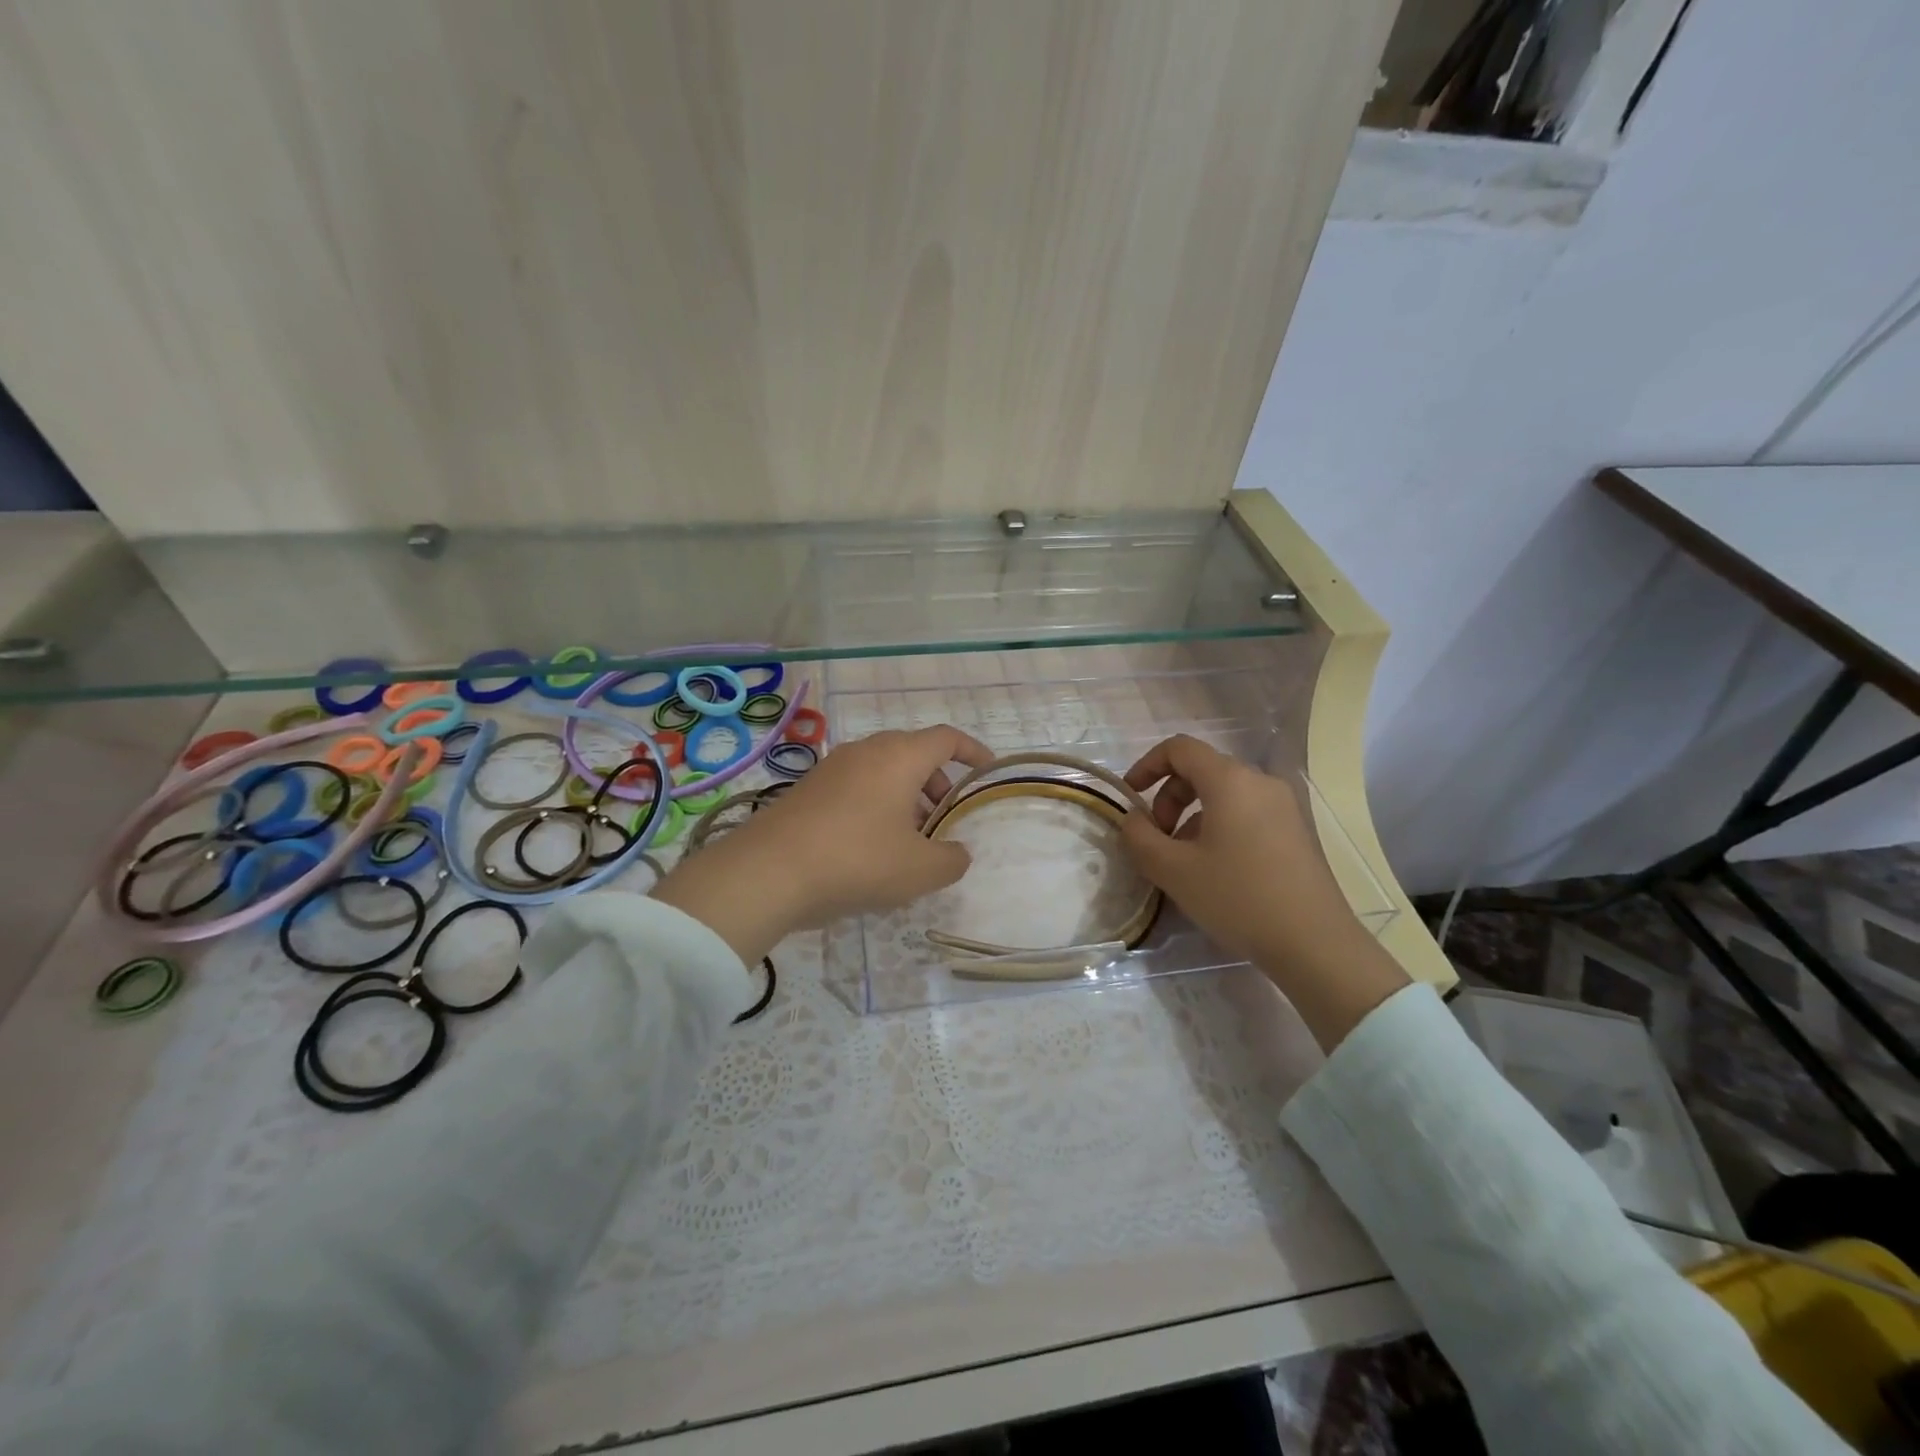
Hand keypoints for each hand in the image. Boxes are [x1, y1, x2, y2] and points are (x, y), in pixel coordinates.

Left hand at [651, 726, 994, 963]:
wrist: (767, 871)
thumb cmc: (857, 860)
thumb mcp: (919, 870)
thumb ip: (951, 859)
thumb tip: (957, 852)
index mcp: (899, 757)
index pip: (946, 738)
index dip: (972, 752)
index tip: (986, 772)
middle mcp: (866, 751)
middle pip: (913, 753)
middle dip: (937, 782)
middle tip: (945, 818)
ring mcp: (832, 768)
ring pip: (883, 771)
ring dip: (905, 797)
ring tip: (910, 841)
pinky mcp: (808, 789)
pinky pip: (856, 787)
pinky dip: (876, 805)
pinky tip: (870, 848)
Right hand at [1120, 735, 1407, 1049]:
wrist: (1314, 943)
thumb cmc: (1238, 898)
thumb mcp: (1173, 870)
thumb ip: (1140, 837)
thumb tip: (1134, 819)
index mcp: (1230, 780)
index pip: (1180, 748)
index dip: (1147, 765)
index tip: (1130, 797)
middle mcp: (1260, 782)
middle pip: (1201, 770)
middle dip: (1168, 797)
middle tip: (1157, 839)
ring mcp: (1283, 806)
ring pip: (1223, 795)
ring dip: (1191, 816)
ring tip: (1182, 861)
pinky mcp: (1295, 831)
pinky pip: (1245, 813)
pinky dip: (1218, 828)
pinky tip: (1214, 870)